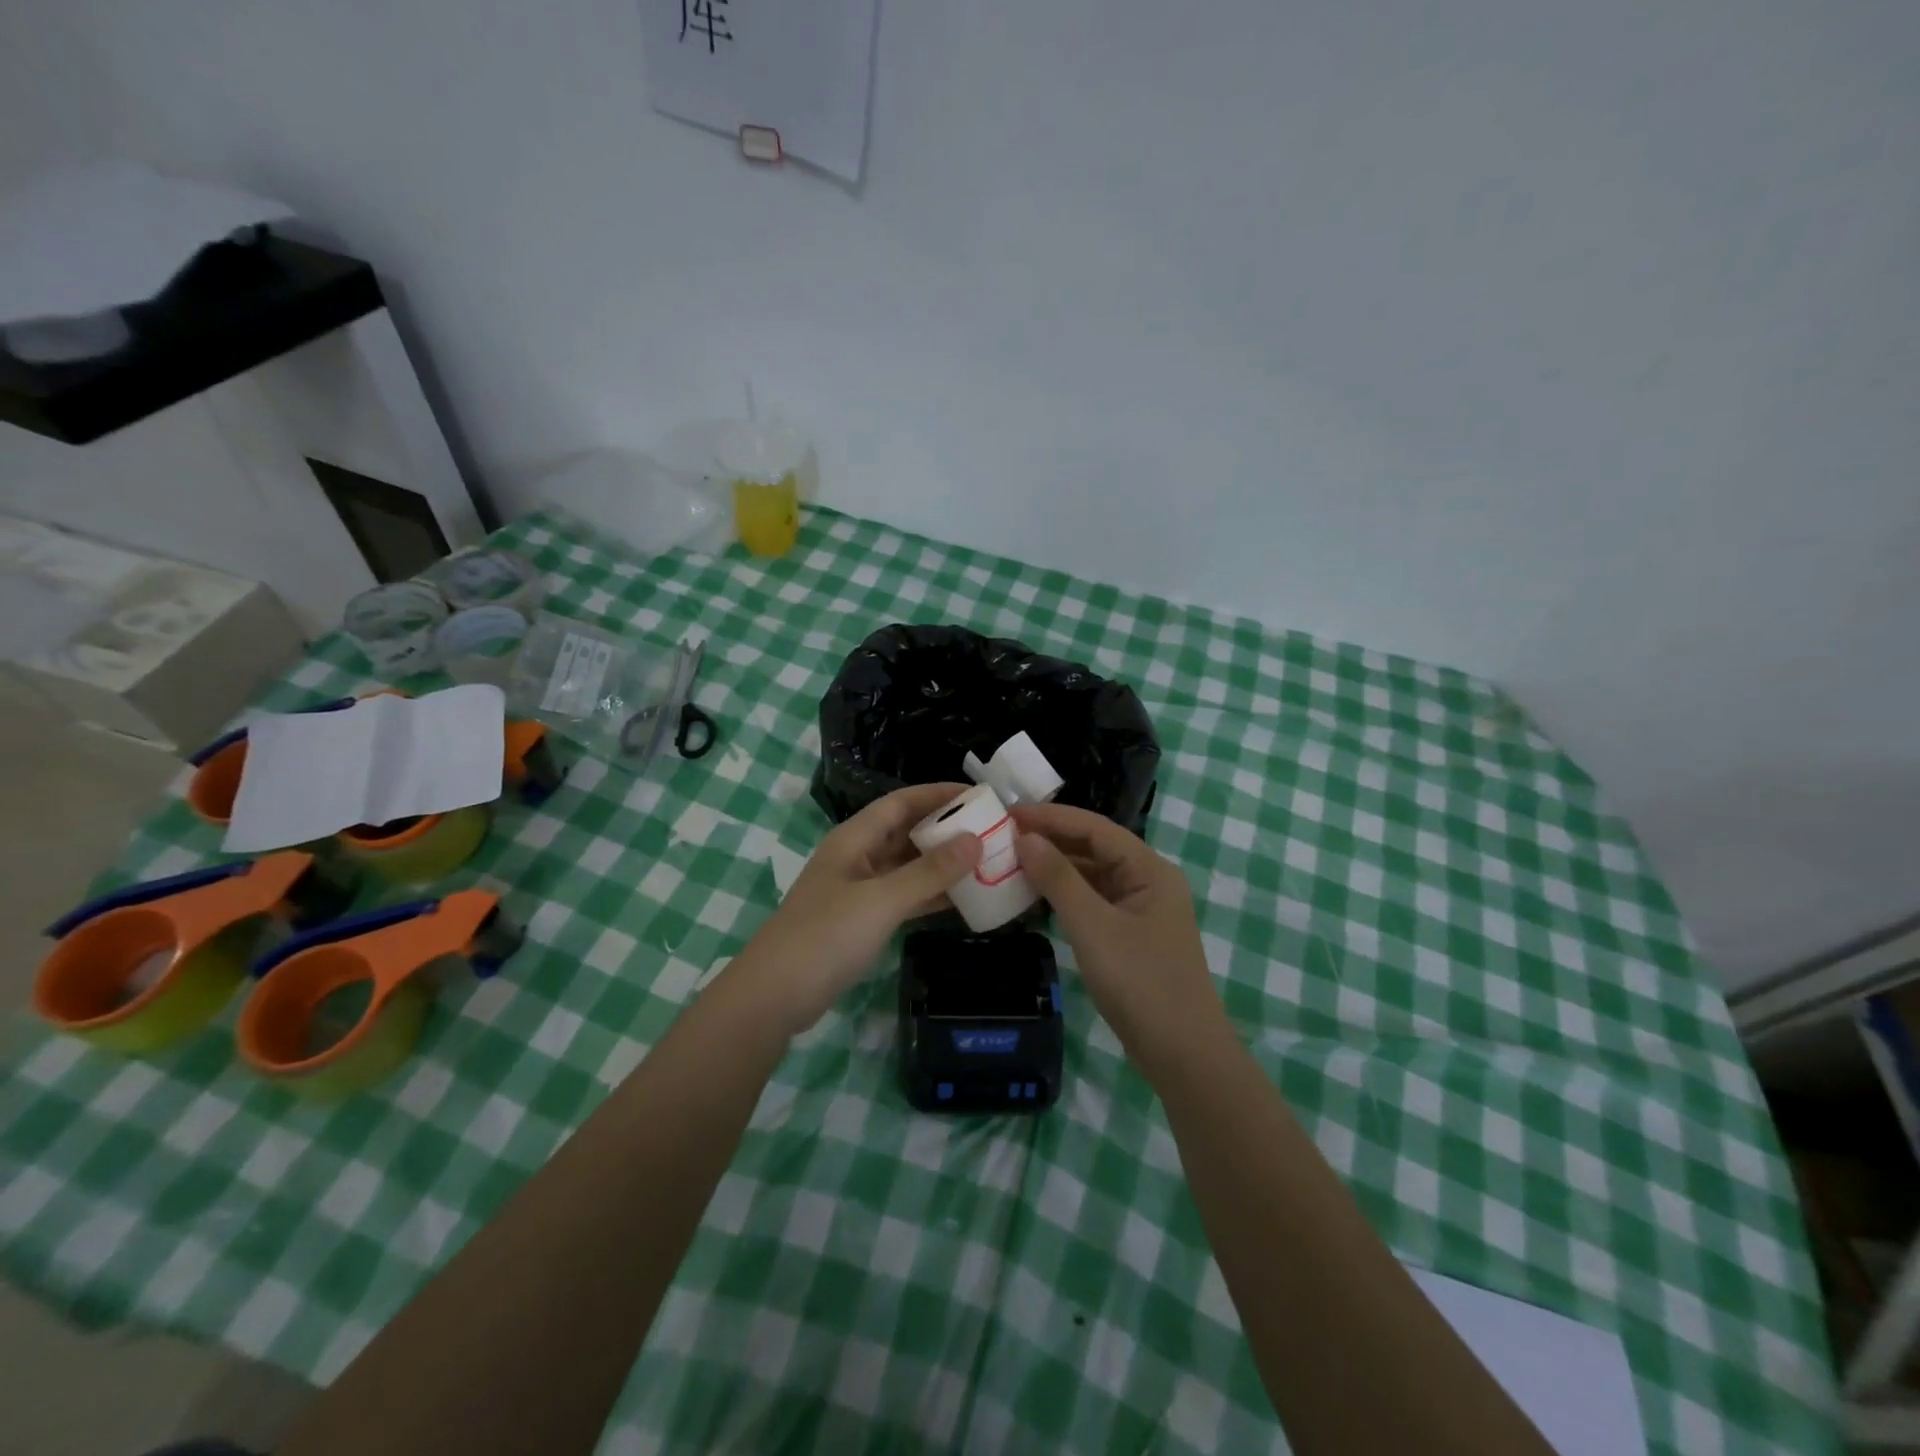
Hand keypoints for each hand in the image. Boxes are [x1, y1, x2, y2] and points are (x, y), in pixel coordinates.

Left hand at [723, 784, 981, 1033]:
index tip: (979, 795)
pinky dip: (931, 896)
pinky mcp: (862, 921)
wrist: (775, 995)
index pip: (901, 802)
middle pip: (906, 832)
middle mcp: (857, 857)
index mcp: (854, 838)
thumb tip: (975, 841)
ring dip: (942, 864)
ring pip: (908, 867)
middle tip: (991, 830)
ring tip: (987, 862)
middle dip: (946, 829)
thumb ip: (929, 871)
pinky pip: (904, 897)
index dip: (938, 795)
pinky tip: (964, 900)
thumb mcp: (882, 900)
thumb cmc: (826, 935)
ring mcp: (859, 891)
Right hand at [1012, 802, 1226, 1076]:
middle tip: (1002, 836)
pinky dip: (1064, 895)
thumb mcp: (1094, 927)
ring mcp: (1140, 910)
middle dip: (1051, 839)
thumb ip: (1059, 879)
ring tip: (1011, 860)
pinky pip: (1093, 901)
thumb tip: (1025, 838)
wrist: (1182, 1055)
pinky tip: (1035, 896)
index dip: (1051, 817)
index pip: (1095, 827)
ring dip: (1055, 867)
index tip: (1008, 814)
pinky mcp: (1130, 935)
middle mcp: (1148, 880)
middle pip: (1094, 847)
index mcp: (1149, 869)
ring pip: (1092, 875)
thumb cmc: (1141, 983)